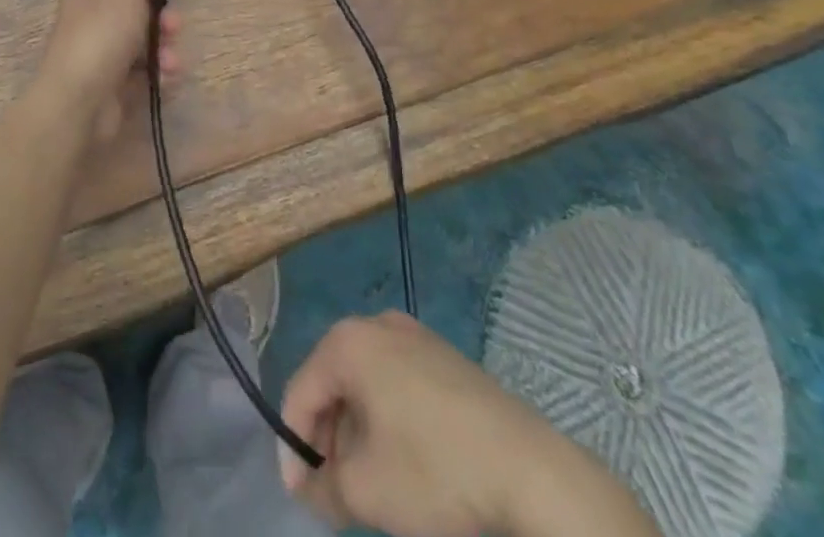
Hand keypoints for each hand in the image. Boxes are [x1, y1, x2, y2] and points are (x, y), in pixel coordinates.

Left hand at [34, 0, 179, 145]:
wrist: (79, 102)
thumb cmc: (101, 36)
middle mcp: (94, 22)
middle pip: (139, 13)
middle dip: (163, 19)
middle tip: (174, 26)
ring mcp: (104, 57)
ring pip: (147, 45)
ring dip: (165, 50)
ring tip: (169, 62)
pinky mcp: (116, 88)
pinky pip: (146, 74)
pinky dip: (160, 75)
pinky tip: (166, 80)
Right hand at [280, 312, 641, 536]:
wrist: (531, 471)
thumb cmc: (435, 471)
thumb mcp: (367, 492)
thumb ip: (323, 488)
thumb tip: (309, 486)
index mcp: (348, 342)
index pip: (300, 392)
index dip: (293, 448)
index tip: (302, 498)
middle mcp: (376, 325)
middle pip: (333, 383)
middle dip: (327, 440)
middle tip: (335, 493)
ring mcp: (415, 337)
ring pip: (366, 384)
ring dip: (357, 433)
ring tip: (370, 485)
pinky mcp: (446, 358)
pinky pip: (398, 384)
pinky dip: (388, 421)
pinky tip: (406, 465)